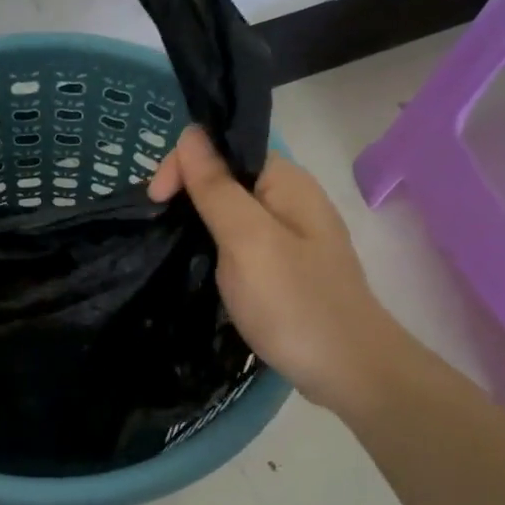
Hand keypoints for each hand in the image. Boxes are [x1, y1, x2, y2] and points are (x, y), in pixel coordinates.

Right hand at [148, 125, 405, 411]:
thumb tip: (190, 133)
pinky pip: (240, 243)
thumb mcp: (247, 240)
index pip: (224, 147)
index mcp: (285, 182)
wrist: (348, 371)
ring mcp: (289, 237)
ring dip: (198, 223)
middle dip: (187, 194)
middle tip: (159, 229)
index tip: (155, 203)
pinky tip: (200, 267)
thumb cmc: (293, 303)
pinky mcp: (283, 269)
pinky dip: (215, 248)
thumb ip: (216, 187)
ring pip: (230, 212)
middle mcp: (289, 200)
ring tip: (172, 247)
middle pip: (226, 177)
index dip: (184, 165)